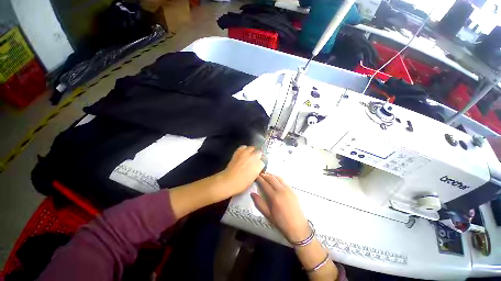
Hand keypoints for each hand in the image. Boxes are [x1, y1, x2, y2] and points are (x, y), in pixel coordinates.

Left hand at [217, 145, 264, 198]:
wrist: (229, 180)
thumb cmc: (242, 183)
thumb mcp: (253, 177)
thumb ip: (257, 169)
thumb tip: (257, 165)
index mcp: (259, 165)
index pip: (262, 161)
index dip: (260, 163)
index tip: (258, 165)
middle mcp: (254, 157)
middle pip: (259, 152)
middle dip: (258, 155)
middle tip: (255, 159)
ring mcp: (246, 153)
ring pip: (252, 148)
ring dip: (252, 150)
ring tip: (250, 154)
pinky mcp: (238, 151)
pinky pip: (243, 147)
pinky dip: (244, 149)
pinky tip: (243, 152)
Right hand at [252, 173, 309, 242]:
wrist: (298, 227)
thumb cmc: (281, 222)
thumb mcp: (268, 214)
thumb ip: (259, 203)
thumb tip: (252, 193)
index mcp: (274, 197)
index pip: (265, 184)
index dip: (260, 179)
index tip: (256, 176)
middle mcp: (281, 190)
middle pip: (272, 179)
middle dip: (265, 175)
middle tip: (260, 174)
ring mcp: (288, 189)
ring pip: (278, 178)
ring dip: (272, 175)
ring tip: (267, 174)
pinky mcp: (293, 190)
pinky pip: (284, 181)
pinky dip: (278, 178)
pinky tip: (276, 180)